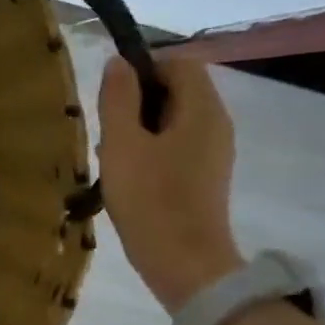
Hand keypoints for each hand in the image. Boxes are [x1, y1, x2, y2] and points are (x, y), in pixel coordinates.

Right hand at [97, 56, 244, 312]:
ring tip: (112, 155)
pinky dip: (151, 148)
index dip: (143, 68)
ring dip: (140, 126)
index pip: (178, 62)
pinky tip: (128, 173)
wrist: (183, 261)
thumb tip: (119, 62)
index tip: (112, 96)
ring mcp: (214, 151)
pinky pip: (177, 143)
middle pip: (178, 89)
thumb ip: (119, 98)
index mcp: (202, 109)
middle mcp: (217, 123)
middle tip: (107, 129)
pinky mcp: (205, 174)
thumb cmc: (149, 198)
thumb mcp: (122, 144)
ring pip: (174, 118)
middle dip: (137, 100)